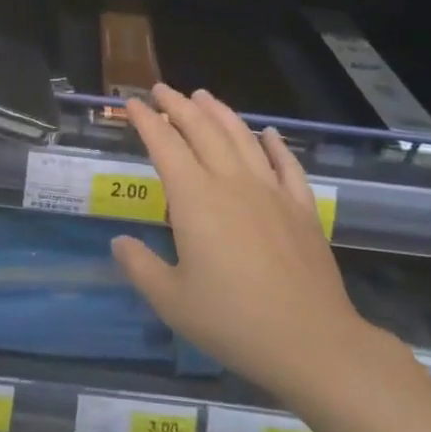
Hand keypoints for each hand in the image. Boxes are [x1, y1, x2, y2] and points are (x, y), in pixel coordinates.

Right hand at [111, 85, 380, 404]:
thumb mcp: (171, 300)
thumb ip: (140, 266)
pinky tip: (267, 133)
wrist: (311, 342)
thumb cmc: (232, 321)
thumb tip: (119, 241)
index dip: (146, 121)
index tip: (133, 104)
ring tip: (203, 96)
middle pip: (202, 130)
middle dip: (179, 106)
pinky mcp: (302, 208)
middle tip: (162, 89)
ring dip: (220, 113)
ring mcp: (271, 192)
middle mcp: (232, 183)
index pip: (165, 145)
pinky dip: (274, 144)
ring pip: (242, 138)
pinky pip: (286, 164)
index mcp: (195, 199)